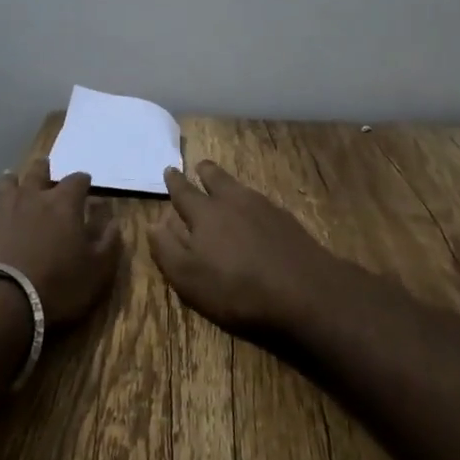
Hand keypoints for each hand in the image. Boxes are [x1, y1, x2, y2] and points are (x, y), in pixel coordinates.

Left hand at [0, 157, 121, 326]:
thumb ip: (108, 242)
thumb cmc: (55, 286)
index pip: (77, 181)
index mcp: (63, 204)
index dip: (83, 181)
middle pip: (38, 172)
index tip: (86, 184)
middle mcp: (31, 196)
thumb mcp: (96, 271)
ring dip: (12, 181)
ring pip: (7, 183)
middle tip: (46, 167)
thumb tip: (114, 220)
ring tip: (13, 180)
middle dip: (44, 170)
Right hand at [151, 160, 342, 333]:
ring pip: (240, 188)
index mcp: (204, 214)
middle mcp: (233, 202)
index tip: (169, 170)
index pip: (184, 192)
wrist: (306, 292)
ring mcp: (264, 208)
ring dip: (229, 183)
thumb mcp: (189, 278)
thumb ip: (167, 249)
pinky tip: (256, 213)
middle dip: (205, 172)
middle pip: (216, 178)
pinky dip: (252, 202)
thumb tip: (153, 223)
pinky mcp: (288, 221)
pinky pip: (262, 203)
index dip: (174, 182)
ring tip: (226, 186)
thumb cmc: (237, 289)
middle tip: (200, 166)